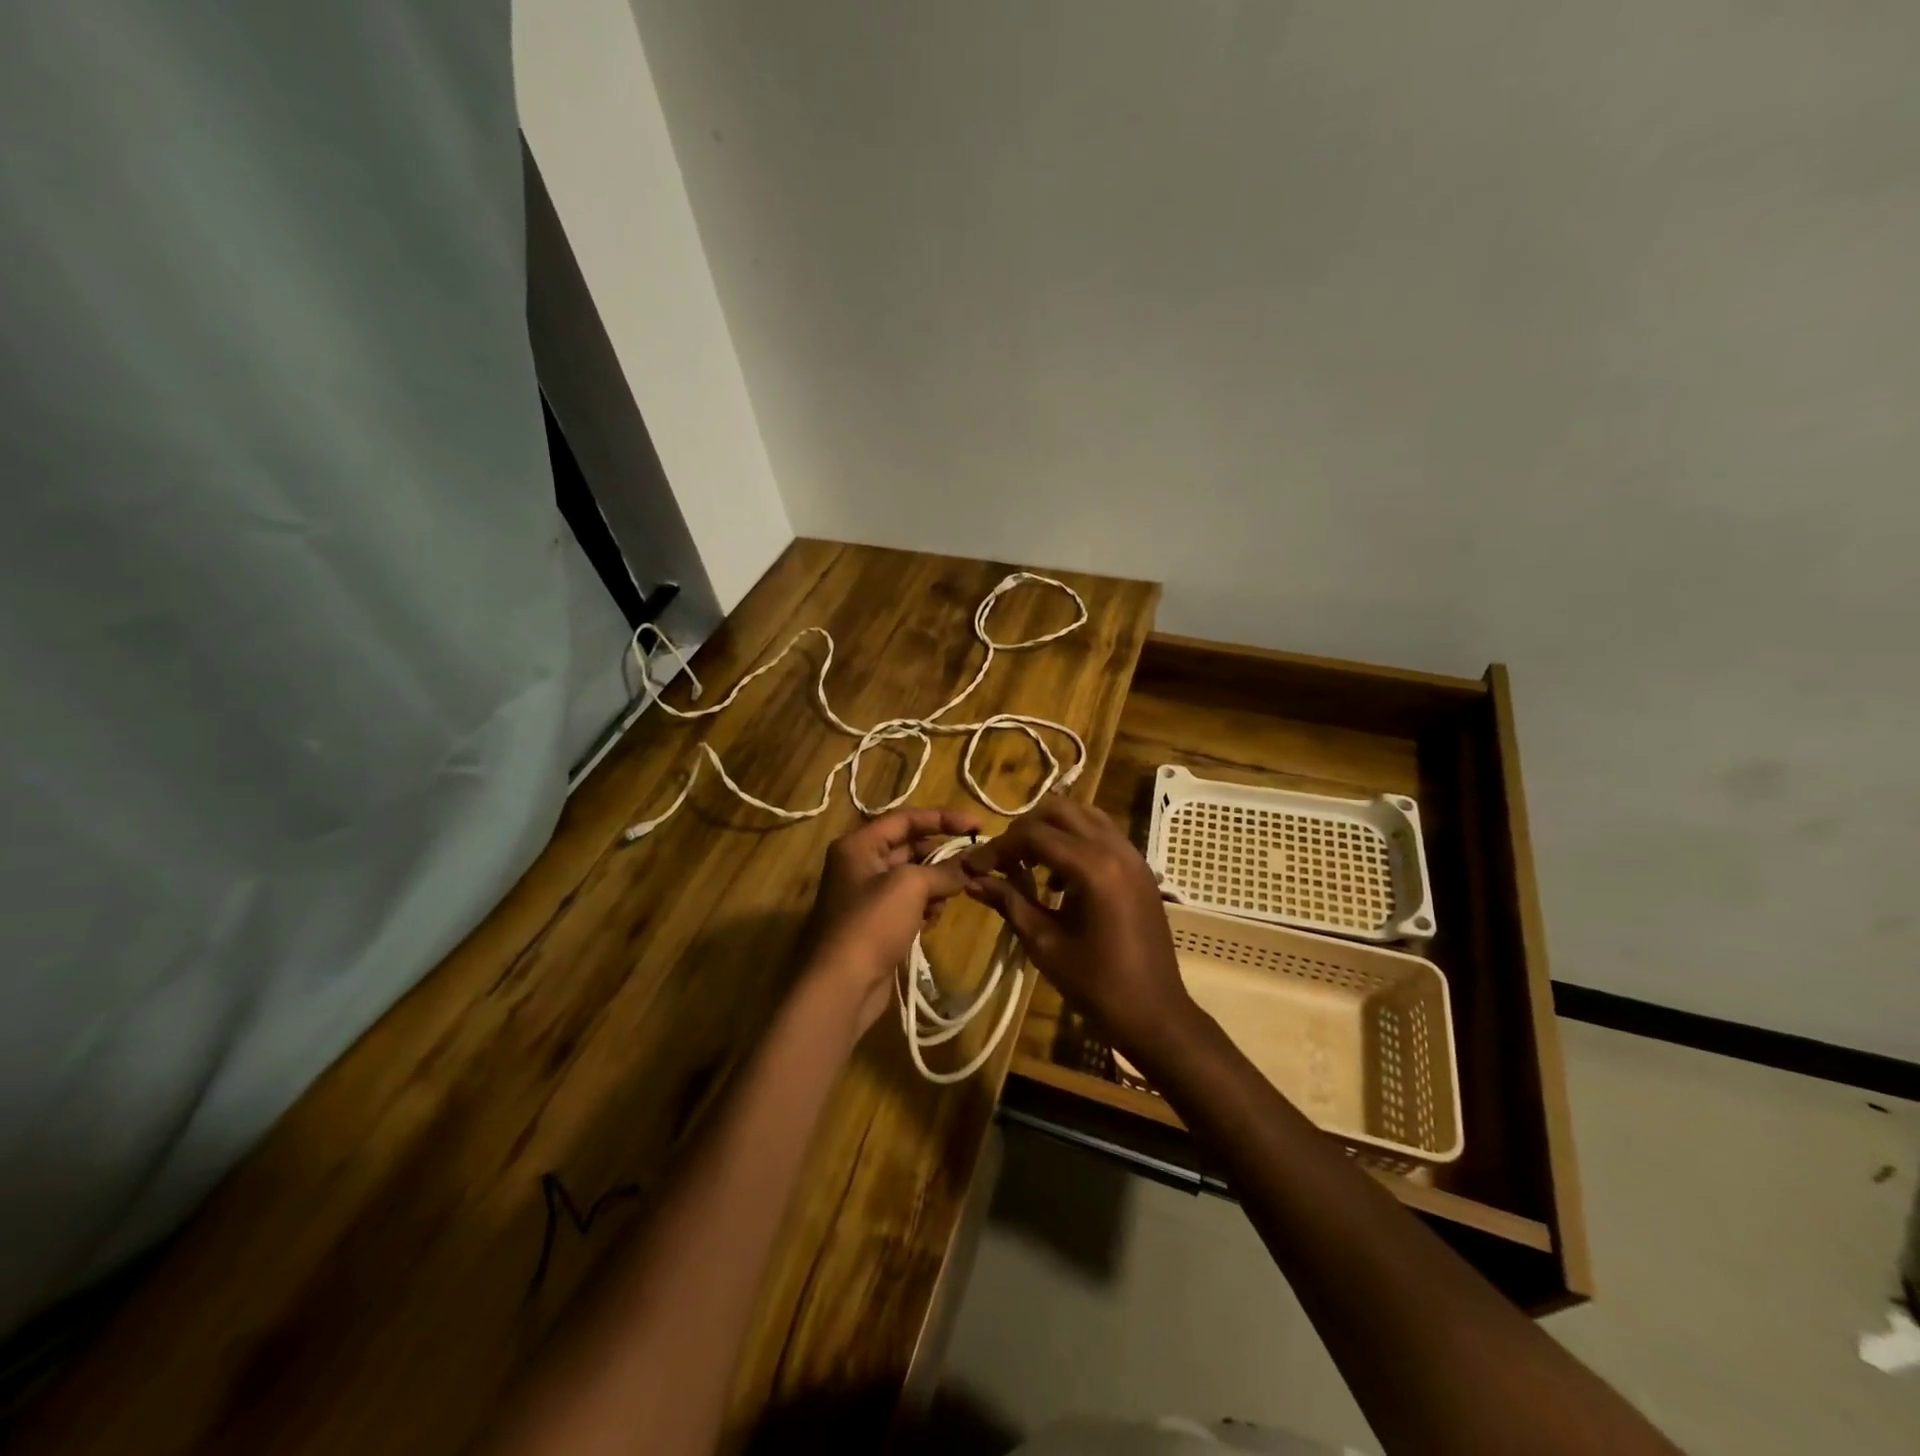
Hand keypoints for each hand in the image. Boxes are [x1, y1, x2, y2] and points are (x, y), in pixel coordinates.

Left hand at [800, 806, 981, 1033]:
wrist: (840, 985)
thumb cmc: (871, 923)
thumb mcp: (910, 885)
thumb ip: (944, 869)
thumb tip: (968, 867)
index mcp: (859, 845)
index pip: (906, 819)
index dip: (943, 818)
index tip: (978, 826)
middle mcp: (860, 865)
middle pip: (910, 848)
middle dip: (942, 855)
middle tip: (975, 863)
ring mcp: (867, 897)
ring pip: (912, 878)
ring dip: (936, 884)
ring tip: (952, 896)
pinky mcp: (876, 925)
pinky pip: (908, 905)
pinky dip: (925, 908)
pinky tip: (933, 920)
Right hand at [961, 796, 1194, 1061]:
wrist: (1155, 1014)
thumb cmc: (1096, 985)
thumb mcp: (1044, 944)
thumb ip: (1009, 902)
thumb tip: (972, 881)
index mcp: (1093, 868)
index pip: (1034, 834)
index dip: (998, 847)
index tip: (974, 867)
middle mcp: (1115, 849)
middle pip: (1059, 811)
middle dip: (1024, 829)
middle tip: (1003, 859)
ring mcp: (1133, 855)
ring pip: (1084, 815)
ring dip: (1052, 829)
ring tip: (1029, 863)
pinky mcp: (1140, 867)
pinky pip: (1103, 833)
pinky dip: (1076, 839)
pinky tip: (1061, 877)